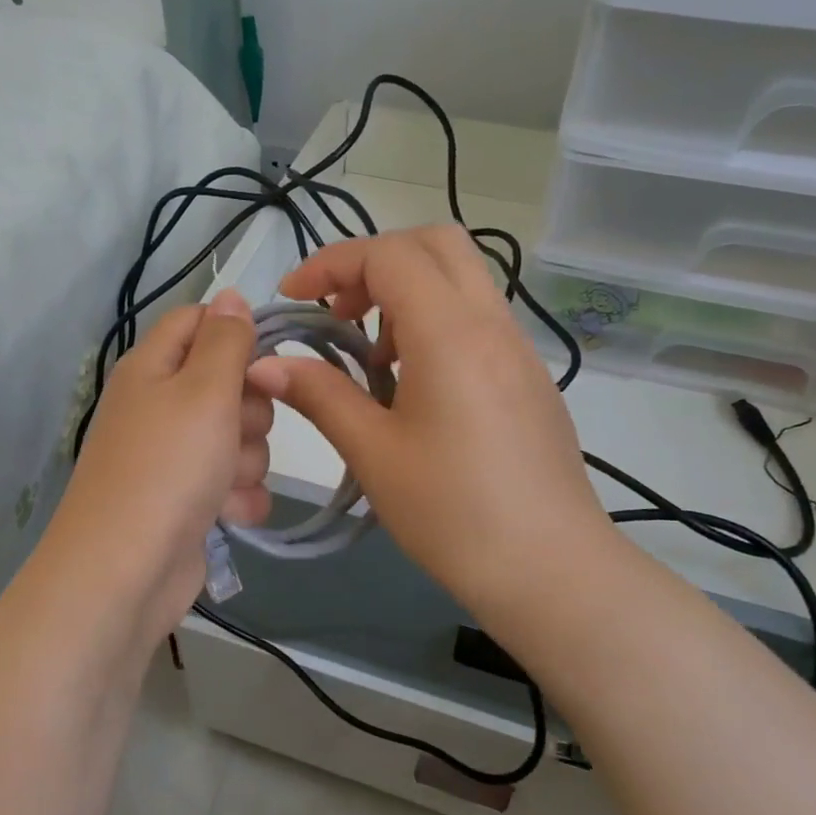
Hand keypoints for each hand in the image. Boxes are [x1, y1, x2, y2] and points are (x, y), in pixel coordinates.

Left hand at [42, 290, 272, 649]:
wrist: (127, 571)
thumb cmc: (168, 467)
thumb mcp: (204, 390)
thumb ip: (225, 340)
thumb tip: (229, 294)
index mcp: (153, 367)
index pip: (199, 321)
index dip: (237, 334)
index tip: (267, 358)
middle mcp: (160, 406)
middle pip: (229, 383)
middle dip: (250, 410)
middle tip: (236, 429)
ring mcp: (173, 457)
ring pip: (239, 437)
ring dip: (246, 460)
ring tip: (225, 483)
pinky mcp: (189, 501)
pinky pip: (233, 483)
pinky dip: (238, 498)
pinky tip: (229, 515)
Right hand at [244, 227, 610, 623]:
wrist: (550, 569)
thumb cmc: (452, 512)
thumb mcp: (373, 452)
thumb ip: (319, 395)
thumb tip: (265, 364)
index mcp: (450, 332)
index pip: (387, 254)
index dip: (331, 263)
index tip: (292, 299)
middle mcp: (491, 323)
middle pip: (436, 244)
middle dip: (375, 263)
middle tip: (339, 314)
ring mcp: (519, 349)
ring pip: (462, 280)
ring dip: (407, 294)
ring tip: (373, 362)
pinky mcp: (530, 378)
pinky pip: (479, 319)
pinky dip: (436, 323)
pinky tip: (415, 388)